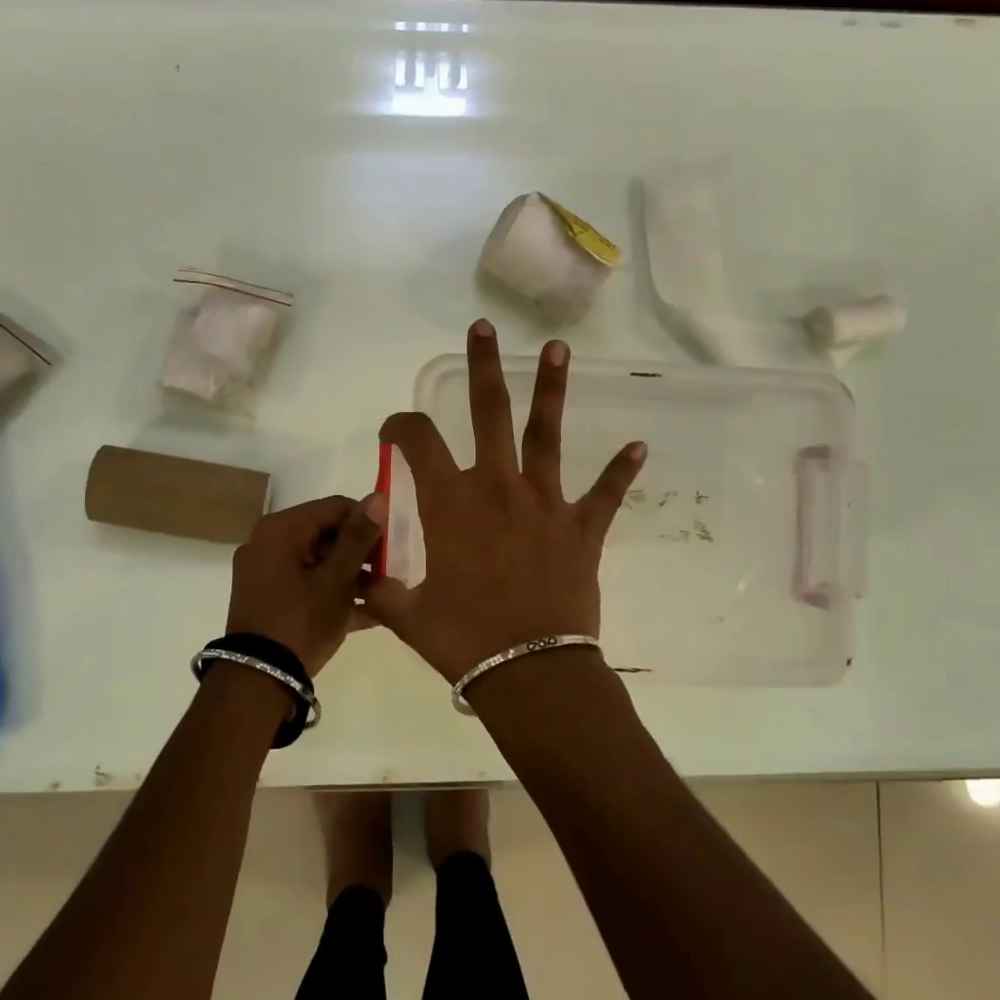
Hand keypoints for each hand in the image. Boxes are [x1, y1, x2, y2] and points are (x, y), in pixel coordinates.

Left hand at [225, 494, 385, 675]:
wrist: (257, 682)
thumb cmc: (301, 621)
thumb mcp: (337, 579)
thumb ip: (358, 537)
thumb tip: (377, 497)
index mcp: (281, 529)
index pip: (335, 508)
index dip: (368, 522)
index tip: (395, 544)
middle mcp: (268, 543)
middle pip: (326, 534)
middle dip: (362, 552)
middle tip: (393, 571)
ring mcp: (266, 574)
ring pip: (319, 563)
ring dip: (353, 576)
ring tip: (387, 594)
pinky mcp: (269, 600)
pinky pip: (308, 585)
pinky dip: (334, 594)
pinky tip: (370, 612)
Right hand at [363, 320, 645, 682]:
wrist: (529, 671)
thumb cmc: (463, 641)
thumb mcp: (406, 615)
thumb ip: (381, 589)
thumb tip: (360, 580)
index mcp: (450, 503)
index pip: (417, 442)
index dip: (400, 426)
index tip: (394, 430)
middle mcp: (498, 488)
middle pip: (488, 412)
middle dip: (483, 366)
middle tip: (482, 328)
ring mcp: (545, 503)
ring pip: (546, 434)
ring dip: (551, 389)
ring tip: (559, 348)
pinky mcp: (582, 528)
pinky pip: (605, 493)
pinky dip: (621, 470)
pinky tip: (640, 445)